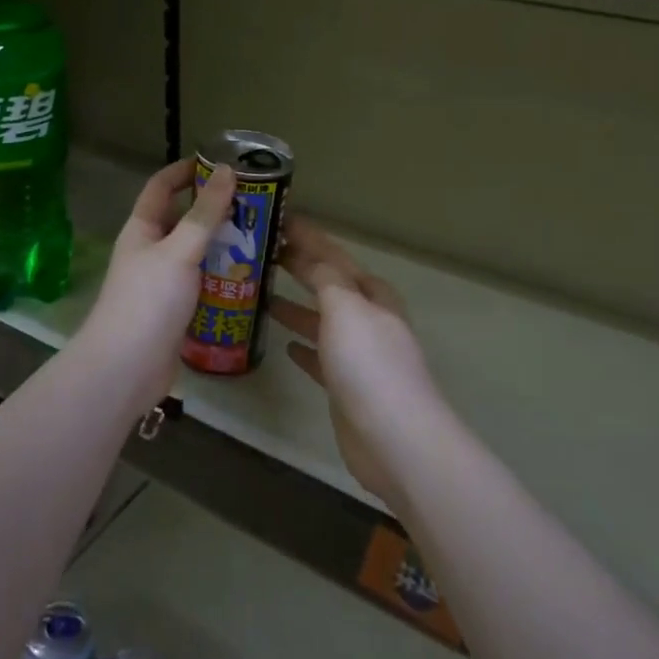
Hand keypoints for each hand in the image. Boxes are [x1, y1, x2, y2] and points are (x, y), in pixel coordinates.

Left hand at [77, 159, 236, 412]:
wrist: (126, 369)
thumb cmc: (148, 301)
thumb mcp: (180, 251)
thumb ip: (205, 214)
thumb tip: (227, 171)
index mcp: (142, 229)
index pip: (161, 186)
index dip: (186, 171)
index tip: (221, 163)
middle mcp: (150, 252)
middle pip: (183, 221)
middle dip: (215, 211)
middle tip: (255, 206)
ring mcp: (162, 283)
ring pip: (196, 255)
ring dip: (223, 247)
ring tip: (261, 240)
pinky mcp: (175, 311)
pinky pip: (202, 285)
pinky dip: (223, 279)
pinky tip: (250, 279)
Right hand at [272, 219, 439, 510]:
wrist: (394, 438)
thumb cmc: (369, 364)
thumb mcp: (346, 308)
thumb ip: (326, 279)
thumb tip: (309, 257)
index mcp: (372, 296)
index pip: (336, 257)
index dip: (310, 238)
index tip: (281, 220)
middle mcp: (369, 321)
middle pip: (332, 286)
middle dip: (304, 268)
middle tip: (268, 253)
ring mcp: (360, 356)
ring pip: (324, 321)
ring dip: (299, 307)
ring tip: (265, 295)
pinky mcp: (347, 388)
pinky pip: (321, 358)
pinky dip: (305, 347)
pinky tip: (286, 345)